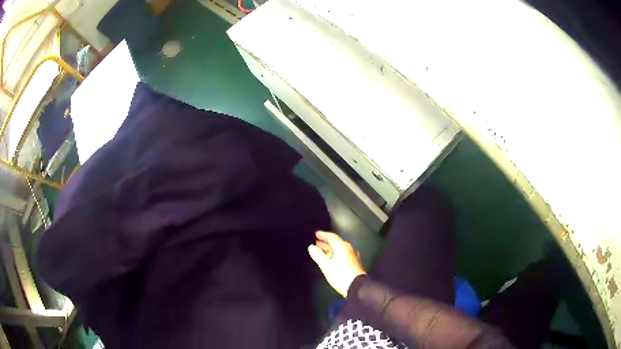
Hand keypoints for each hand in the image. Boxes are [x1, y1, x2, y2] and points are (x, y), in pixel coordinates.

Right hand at [308, 231, 366, 296]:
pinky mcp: (355, 263)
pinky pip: (343, 255)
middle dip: (326, 243)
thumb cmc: (340, 275)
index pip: (332, 237)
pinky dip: (336, 255)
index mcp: (342, 246)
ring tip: (323, 251)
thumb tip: (311, 247)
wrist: (356, 286)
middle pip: (336, 243)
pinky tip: (333, 260)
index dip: (323, 235)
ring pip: (340, 249)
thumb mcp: (326, 265)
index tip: (316, 234)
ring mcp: (353, 256)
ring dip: (331, 249)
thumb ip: (318, 255)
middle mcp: (349, 249)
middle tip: (317, 242)